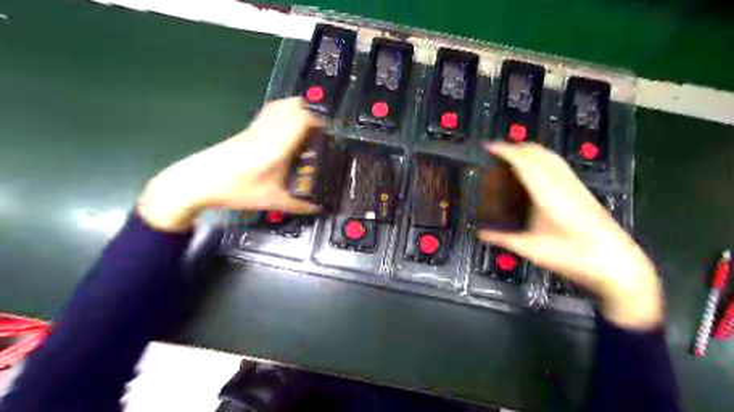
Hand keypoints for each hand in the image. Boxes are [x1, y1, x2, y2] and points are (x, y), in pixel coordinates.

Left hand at [136, 97, 321, 232]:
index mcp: (277, 146)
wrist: (197, 181)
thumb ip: (299, 206)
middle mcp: (268, 131)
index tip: (329, 133)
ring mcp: (256, 128)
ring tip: (307, 126)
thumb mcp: (273, 201)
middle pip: (293, 106)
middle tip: (320, 130)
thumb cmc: (237, 190)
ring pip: (280, 105)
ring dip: (297, 110)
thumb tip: (318, 208)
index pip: (302, 119)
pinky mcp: (247, 130)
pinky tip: (286, 129)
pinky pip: (270, 113)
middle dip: (312, 112)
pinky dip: (283, 113)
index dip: (320, 122)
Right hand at [480, 143, 662, 329]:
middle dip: (515, 147)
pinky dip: (541, 158)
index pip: (523, 161)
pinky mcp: (581, 190)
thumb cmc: (572, 255)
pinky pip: (557, 164)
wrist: (616, 263)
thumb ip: (502, 238)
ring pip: (549, 155)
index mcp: (546, 192)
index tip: (487, 146)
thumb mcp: (531, 248)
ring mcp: (573, 184)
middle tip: (495, 152)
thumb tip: (479, 233)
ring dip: (529, 151)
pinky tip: (536, 171)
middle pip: (537, 152)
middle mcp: (561, 182)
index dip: (505, 150)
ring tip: (511, 157)